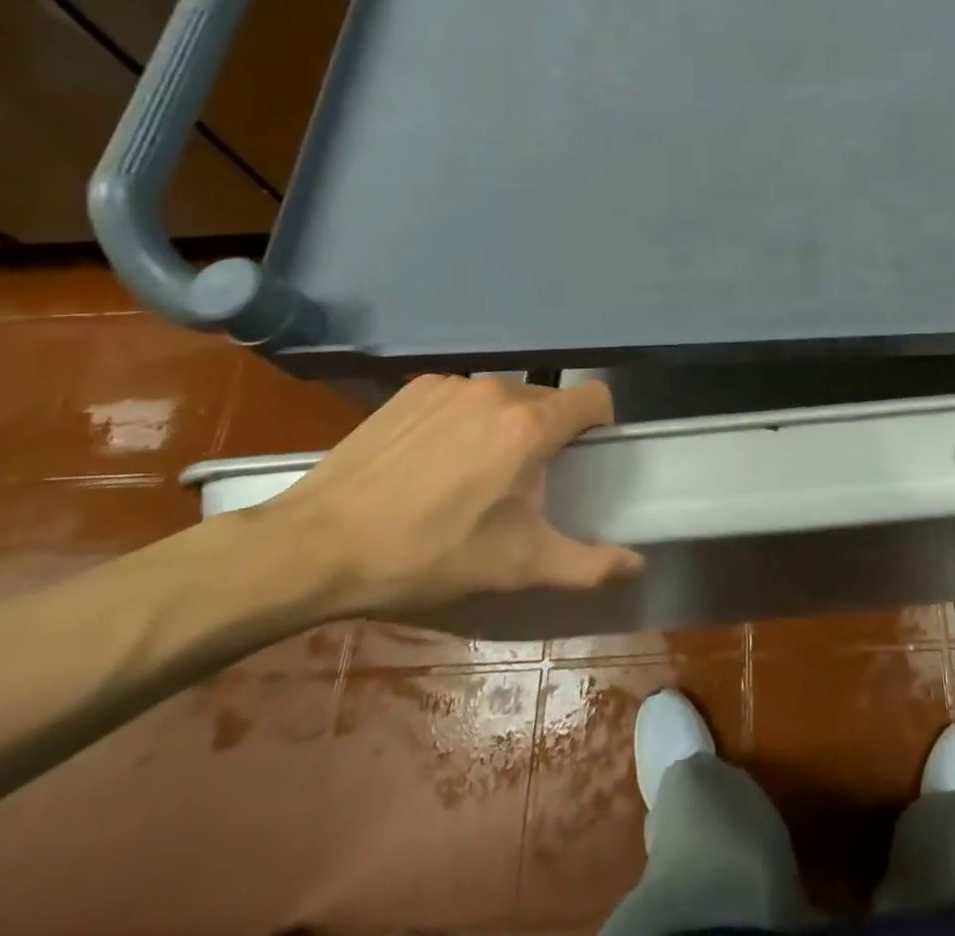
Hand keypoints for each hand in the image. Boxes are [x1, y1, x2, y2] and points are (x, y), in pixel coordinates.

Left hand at [258, 375, 642, 615]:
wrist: (316, 546)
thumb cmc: (429, 555)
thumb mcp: (516, 568)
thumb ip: (587, 564)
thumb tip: (637, 563)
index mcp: (531, 425)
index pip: (595, 398)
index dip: (598, 426)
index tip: (579, 460)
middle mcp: (498, 391)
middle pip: (547, 403)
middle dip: (545, 436)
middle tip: (518, 486)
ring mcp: (452, 385)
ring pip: (502, 399)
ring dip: (502, 428)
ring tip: (468, 476)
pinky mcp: (414, 389)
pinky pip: (460, 398)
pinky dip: (460, 421)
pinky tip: (428, 463)